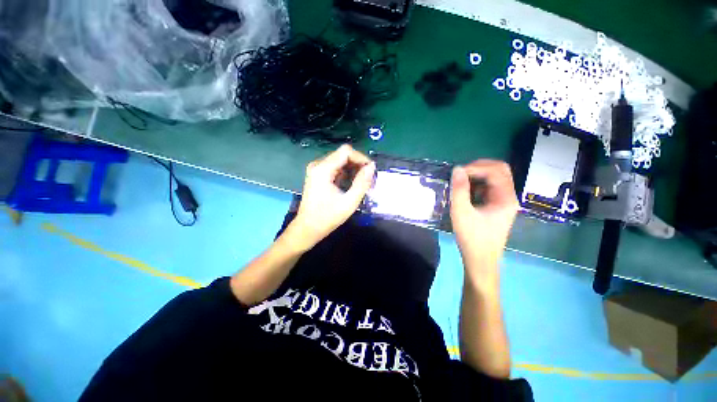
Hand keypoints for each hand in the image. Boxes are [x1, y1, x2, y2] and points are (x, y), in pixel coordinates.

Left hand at [287, 144, 374, 251]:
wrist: (308, 228)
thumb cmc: (328, 217)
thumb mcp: (349, 202)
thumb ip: (362, 183)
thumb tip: (372, 167)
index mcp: (323, 169)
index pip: (346, 151)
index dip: (361, 158)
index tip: (370, 171)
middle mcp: (317, 165)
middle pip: (343, 154)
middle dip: (358, 164)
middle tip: (367, 179)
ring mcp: (316, 169)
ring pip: (340, 161)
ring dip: (352, 169)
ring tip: (361, 183)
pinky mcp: (317, 175)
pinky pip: (335, 167)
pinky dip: (345, 173)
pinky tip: (350, 185)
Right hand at [450, 160, 518, 273]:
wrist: (480, 260)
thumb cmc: (472, 238)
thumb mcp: (461, 213)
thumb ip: (459, 190)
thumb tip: (457, 169)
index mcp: (505, 198)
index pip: (496, 170)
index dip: (475, 168)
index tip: (457, 174)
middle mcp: (509, 196)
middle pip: (499, 170)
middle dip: (478, 168)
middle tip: (460, 174)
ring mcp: (504, 201)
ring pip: (494, 178)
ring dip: (477, 176)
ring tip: (460, 183)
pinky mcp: (497, 206)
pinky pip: (489, 187)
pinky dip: (477, 185)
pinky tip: (465, 193)